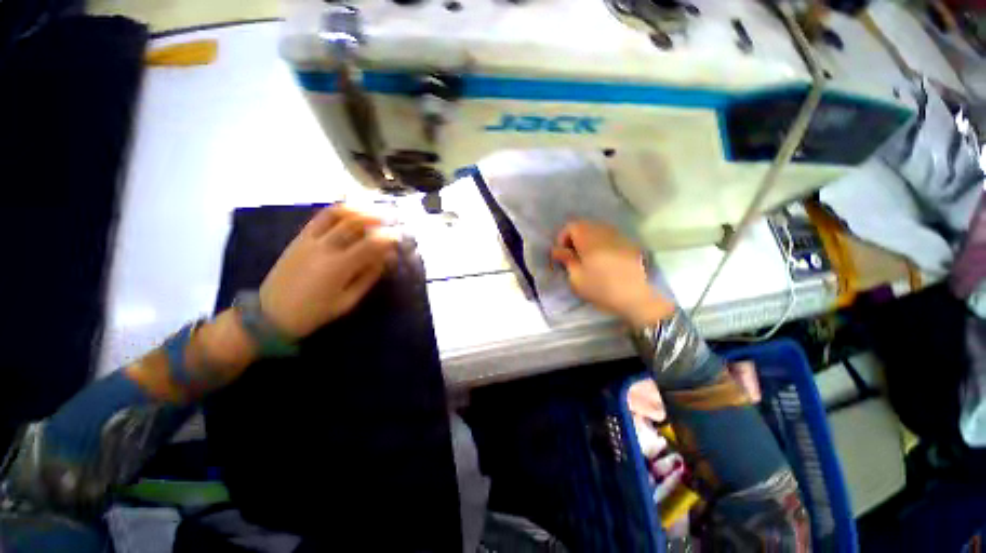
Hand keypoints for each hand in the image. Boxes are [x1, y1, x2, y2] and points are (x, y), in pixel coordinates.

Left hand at [258, 205, 397, 338]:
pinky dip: (338, 211)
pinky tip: (350, 212)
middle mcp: (323, 249)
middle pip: (353, 223)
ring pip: (335, 215)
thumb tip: (384, 259)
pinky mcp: (299, 238)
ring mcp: (308, 240)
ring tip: (372, 210)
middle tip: (389, 219)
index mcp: (338, 268)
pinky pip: (320, 218)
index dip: (387, 238)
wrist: (271, 314)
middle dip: (375, 218)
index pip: (369, 244)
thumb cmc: (314, 312)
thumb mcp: (347, 301)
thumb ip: (367, 277)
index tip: (397, 236)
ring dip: (357, 209)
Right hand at [551, 220, 671, 326]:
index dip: (562, 238)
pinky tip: (603, 261)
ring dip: (588, 241)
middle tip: (573, 257)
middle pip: (584, 225)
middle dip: (575, 239)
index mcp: (589, 238)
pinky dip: (601, 244)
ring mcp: (619, 235)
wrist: (638, 296)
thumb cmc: (602, 287)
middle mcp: (604, 231)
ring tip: (587, 259)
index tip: (562, 254)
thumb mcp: (577, 277)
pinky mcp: (629, 243)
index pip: (571, 226)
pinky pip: (609, 237)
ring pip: (597, 230)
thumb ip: (566, 260)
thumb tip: (557, 250)